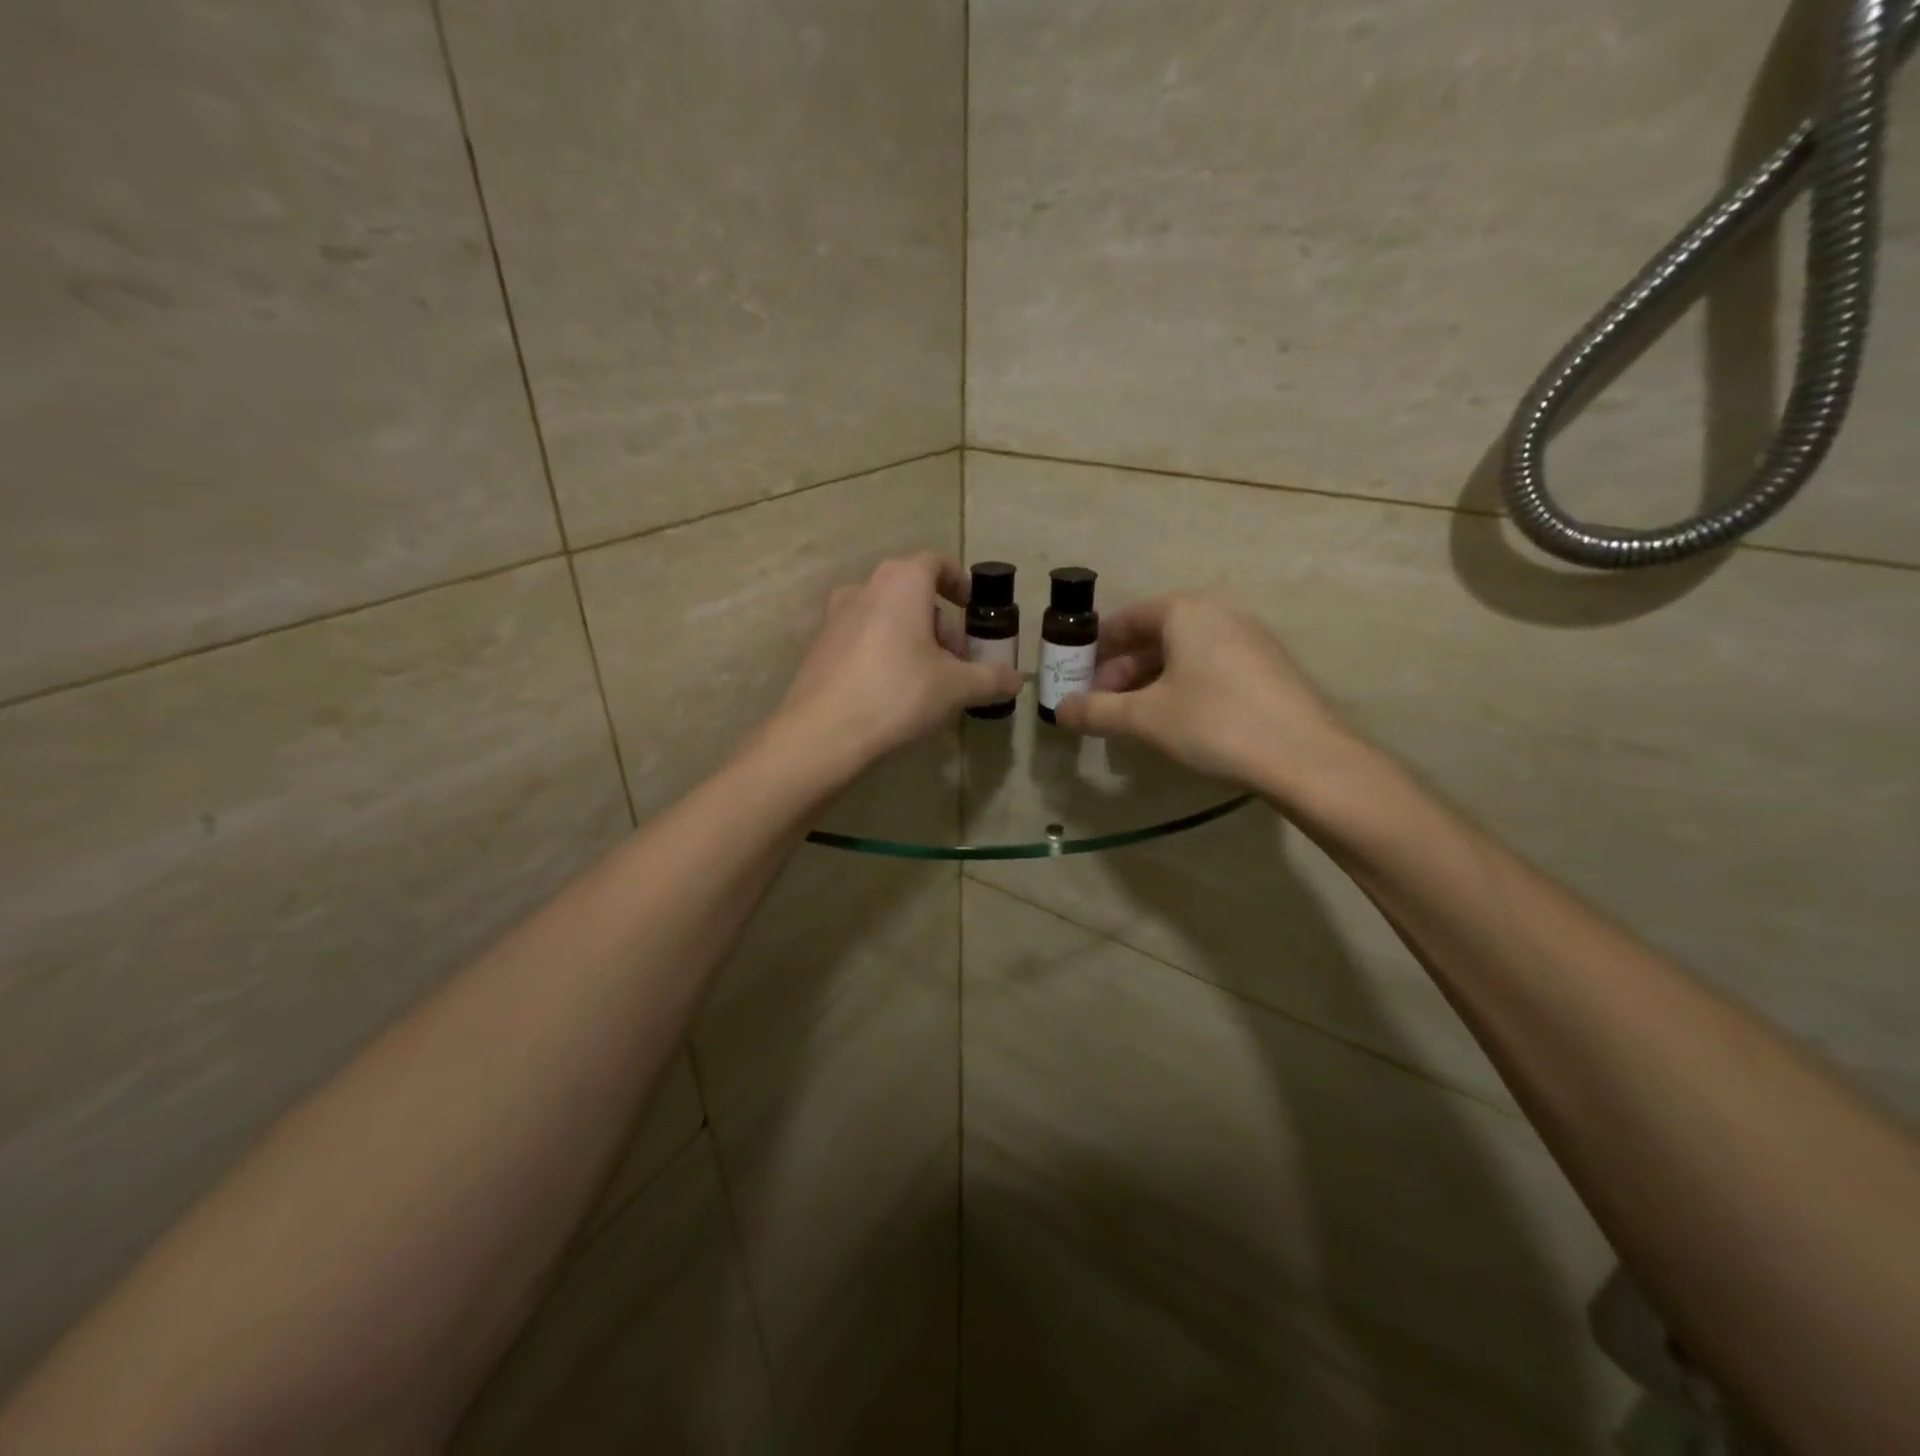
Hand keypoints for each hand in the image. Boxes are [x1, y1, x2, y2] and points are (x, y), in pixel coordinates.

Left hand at [771, 553, 1021, 775]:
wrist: (823, 732)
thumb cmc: (898, 694)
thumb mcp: (956, 688)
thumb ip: (991, 678)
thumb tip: (1017, 680)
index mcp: (902, 582)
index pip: (935, 563)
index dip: (958, 581)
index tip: (971, 607)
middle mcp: (865, 588)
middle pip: (912, 592)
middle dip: (939, 622)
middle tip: (956, 660)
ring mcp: (836, 616)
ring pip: (886, 615)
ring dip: (912, 637)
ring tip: (927, 678)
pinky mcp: (820, 645)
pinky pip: (863, 636)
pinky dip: (884, 650)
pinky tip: (892, 690)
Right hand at [1054, 592, 1357, 798]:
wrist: (1306, 757)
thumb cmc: (1214, 723)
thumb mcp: (1144, 719)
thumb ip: (1096, 711)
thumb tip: (1060, 711)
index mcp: (1185, 611)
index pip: (1126, 619)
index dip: (1096, 649)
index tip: (1077, 678)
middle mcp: (1219, 612)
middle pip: (1156, 635)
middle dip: (1123, 669)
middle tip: (1104, 704)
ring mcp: (1250, 638)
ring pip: (1185, 652)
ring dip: (1152, 680)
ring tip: (1135, 716)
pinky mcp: (1269, 666)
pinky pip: (1212, 665)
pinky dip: (1184, 685)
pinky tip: (1178, 720)